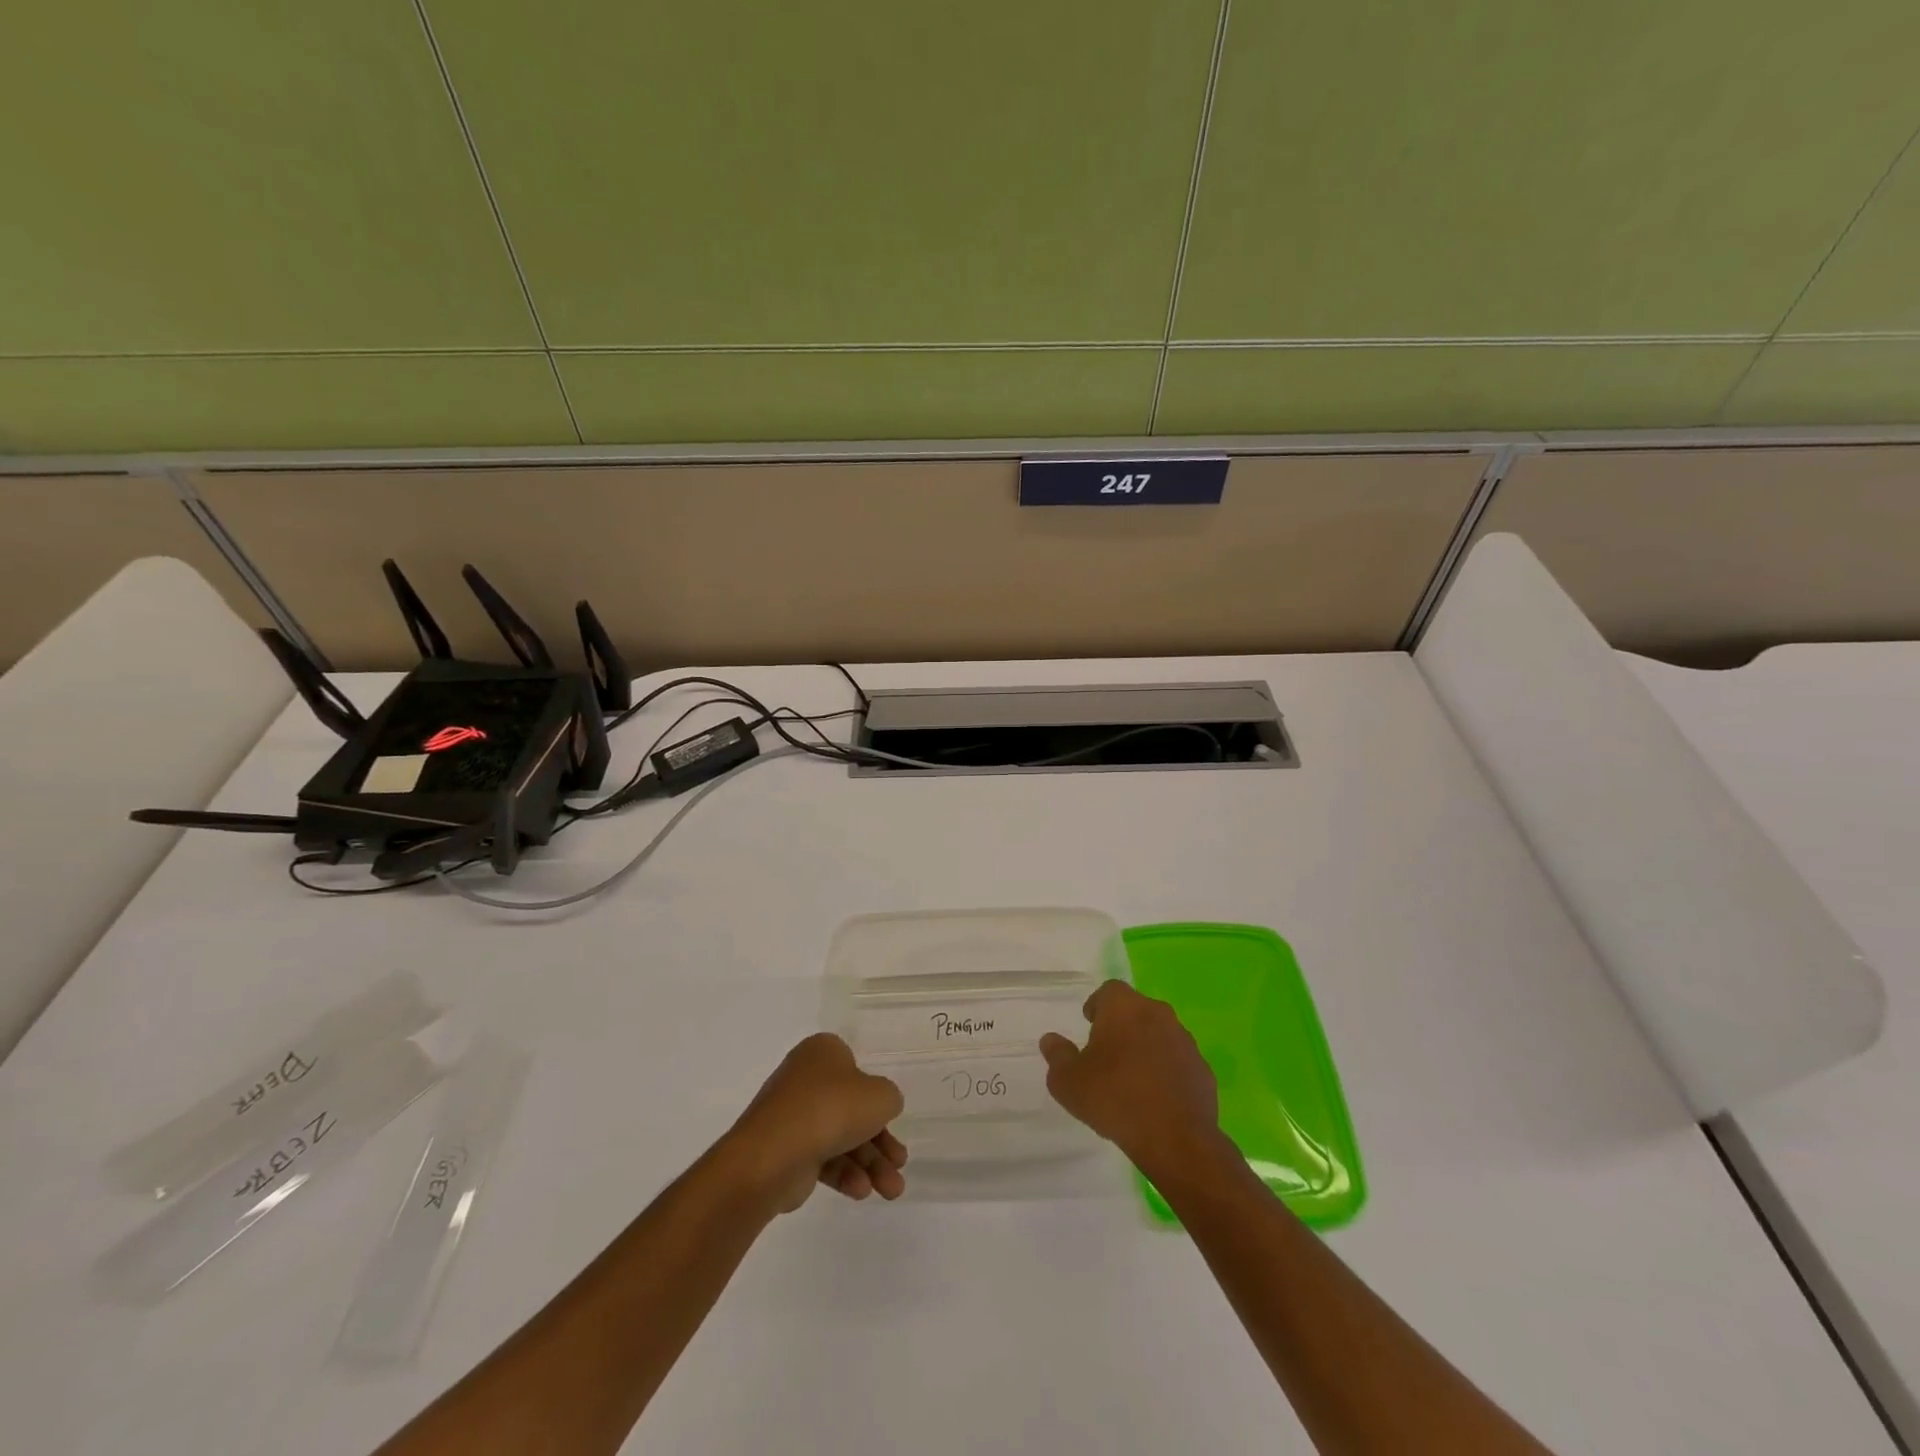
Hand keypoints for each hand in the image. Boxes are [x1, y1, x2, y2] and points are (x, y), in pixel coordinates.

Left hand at [720, 1033, 907, 1213]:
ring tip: (891, 1191)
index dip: (875, 1094)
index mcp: (823, 1052)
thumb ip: (889, 1098)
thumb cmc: (831, 1108)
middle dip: (880, 1141)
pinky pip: (821, 1158)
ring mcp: (792, 1116)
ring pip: (840, 1137)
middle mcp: (805, 1079)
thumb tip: (881, 1107)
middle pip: (852, 1110)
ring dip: (869, 1164)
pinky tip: (861, 1191)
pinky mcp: (785, 1150)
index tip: (888, 1116)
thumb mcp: (879, 1096)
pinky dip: (844, 1174)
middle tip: (900, 1163)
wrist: (772, 1154)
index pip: (856, 1070)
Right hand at [1040, 981, 1222, 1178]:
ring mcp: (1185, 1041)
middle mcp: (1157, 1014)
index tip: (1089, 1025)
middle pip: (1136, 1010)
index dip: (1098, 1005)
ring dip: (1146, 1047)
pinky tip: (1156, 1098)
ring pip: (1159, 1034)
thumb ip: (1057, 1056)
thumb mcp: (1068, 1082)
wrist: (1176, 1139)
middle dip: (1122, 1026)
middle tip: (1107, 1052)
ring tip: (1131, 1078)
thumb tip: (1050, 1040)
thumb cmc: (1114, 1099)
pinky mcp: (1202, 1069)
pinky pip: (1178, 1061)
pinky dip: (1166, 1071)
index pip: (1109, 990)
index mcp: (1125, 1007)